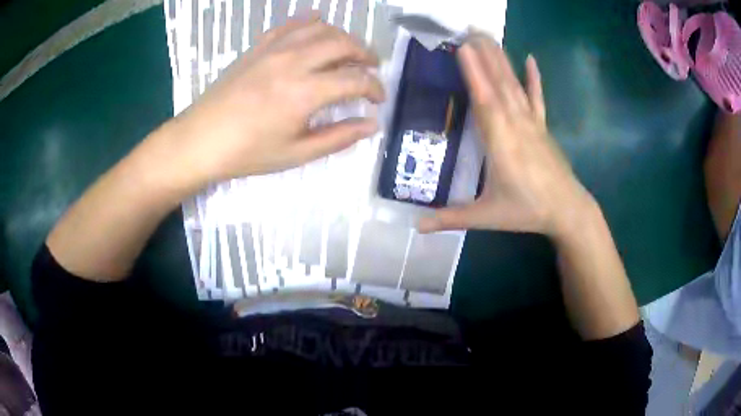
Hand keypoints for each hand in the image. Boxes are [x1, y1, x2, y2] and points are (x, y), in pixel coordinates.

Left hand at [163, 15, 384, 187]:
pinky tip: (317, 26)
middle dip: (365, 54)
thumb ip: (338, 137)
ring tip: (348, 51)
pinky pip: (290, 25)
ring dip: (342, 36)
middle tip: (371, 68)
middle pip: (343, 43)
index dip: (375, 88)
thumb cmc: (247, 152)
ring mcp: (274, 50)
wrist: (200, 140)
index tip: (379, 99)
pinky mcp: (258, 47)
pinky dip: (309, 22)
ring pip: (320, 28)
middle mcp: (294, 62)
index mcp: (305, 92)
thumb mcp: (296, 153)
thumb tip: (372, 125)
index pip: (355, 80)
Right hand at [418, 35, 594, 238]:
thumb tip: (415, 226)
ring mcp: (532, 124)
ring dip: (501, 59)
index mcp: (501, 144)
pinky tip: (531, 59)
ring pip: (514, 86)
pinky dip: (534, 78)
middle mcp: (516, 126)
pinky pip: (537, 98)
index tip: (462, 47)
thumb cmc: (526, 212)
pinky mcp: (543, 127)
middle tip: (469, 30)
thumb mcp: (487, 217)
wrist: (568, 211)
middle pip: (499, 85)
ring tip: (488, 36)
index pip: (485, 102)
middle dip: (484, 55)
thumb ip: (451, 218)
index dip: (474, 73)